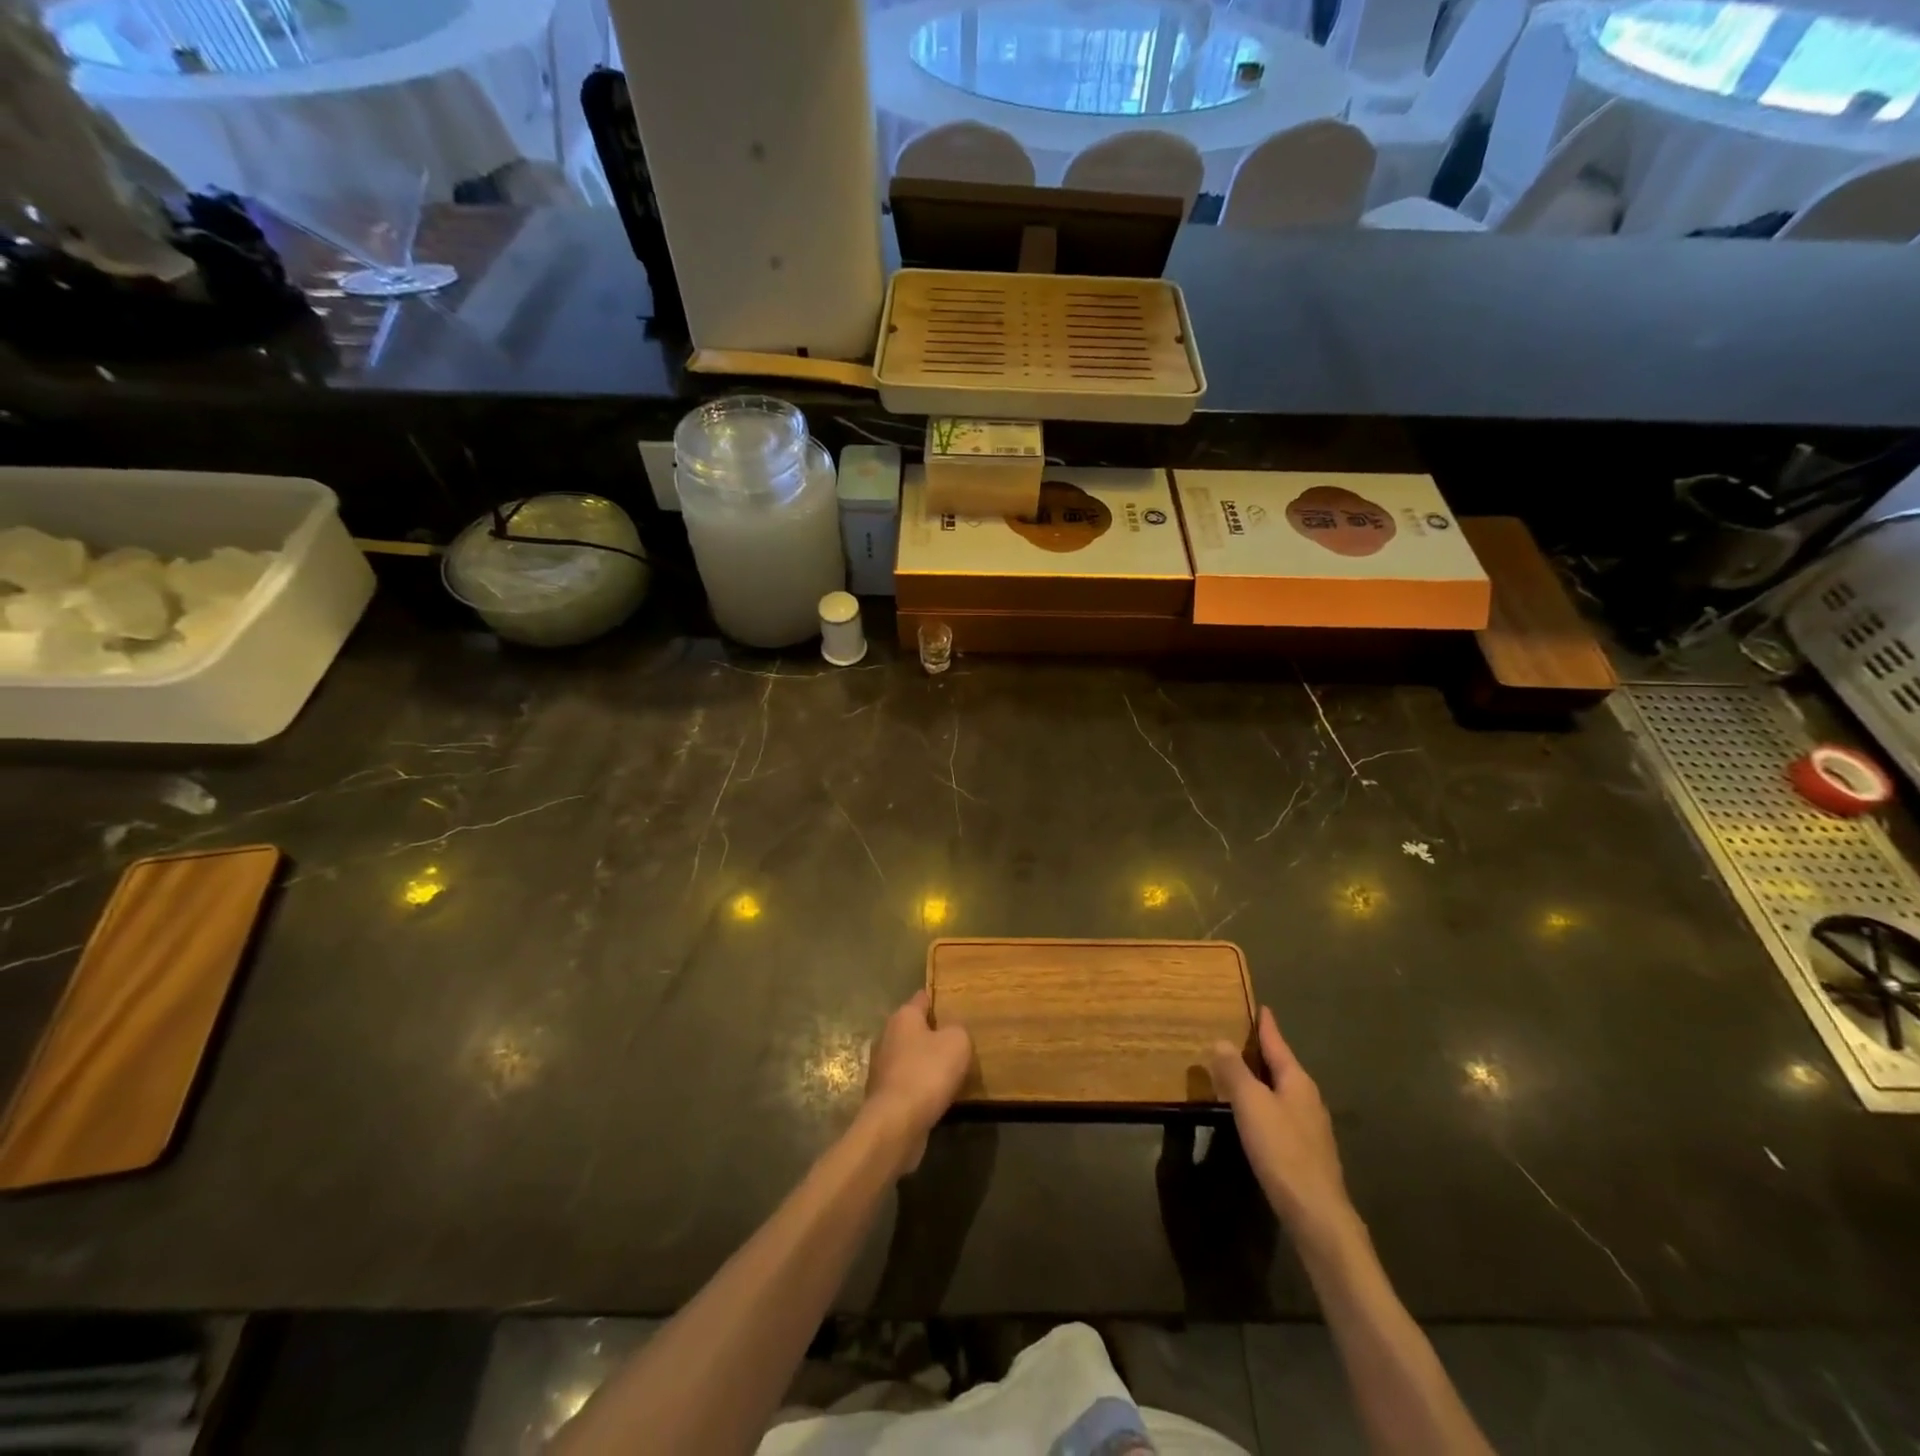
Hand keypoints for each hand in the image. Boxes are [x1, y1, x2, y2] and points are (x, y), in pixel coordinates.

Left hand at [863, 992, 972, 1176]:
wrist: (896, 1123)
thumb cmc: (927, 1073)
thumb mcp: (957, 1042)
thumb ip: (958, 1030)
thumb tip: (951, 1032)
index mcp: (903, 1017)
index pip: (922, 998)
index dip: (938, 1000)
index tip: (954, 1005)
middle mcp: (887, 1037)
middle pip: (914, 1029)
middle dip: (933, 1034)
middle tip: (957, 1042)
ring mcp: (882, 1067)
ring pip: (910, 1057)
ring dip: (926, 1063)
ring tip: (951, 1072)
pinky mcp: (883, 1095)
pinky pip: (908, 1083)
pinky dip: (920, 1087)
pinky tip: (937, 1096)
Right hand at [1209, 1007, 1351, 1239]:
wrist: (1317, 1214)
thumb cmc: (1283, 1151)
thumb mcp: (1251, 1105)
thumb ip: (1235, 1071)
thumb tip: (1221, 1041)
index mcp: (1297, 1081)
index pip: (1277, 1043)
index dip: (1266, 1025)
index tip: (1260, 1006)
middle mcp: (1308, 1098)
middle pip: (1281, 1066)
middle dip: (1261, 1052)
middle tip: (1237, 1036)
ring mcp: (1310, 1126)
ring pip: (1281, 1091)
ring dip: (1261, 1080)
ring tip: (1238, 1072)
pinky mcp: (1307, 1152)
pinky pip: (1281, 1114)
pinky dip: (1264, 1104)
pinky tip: (1251, 1115)